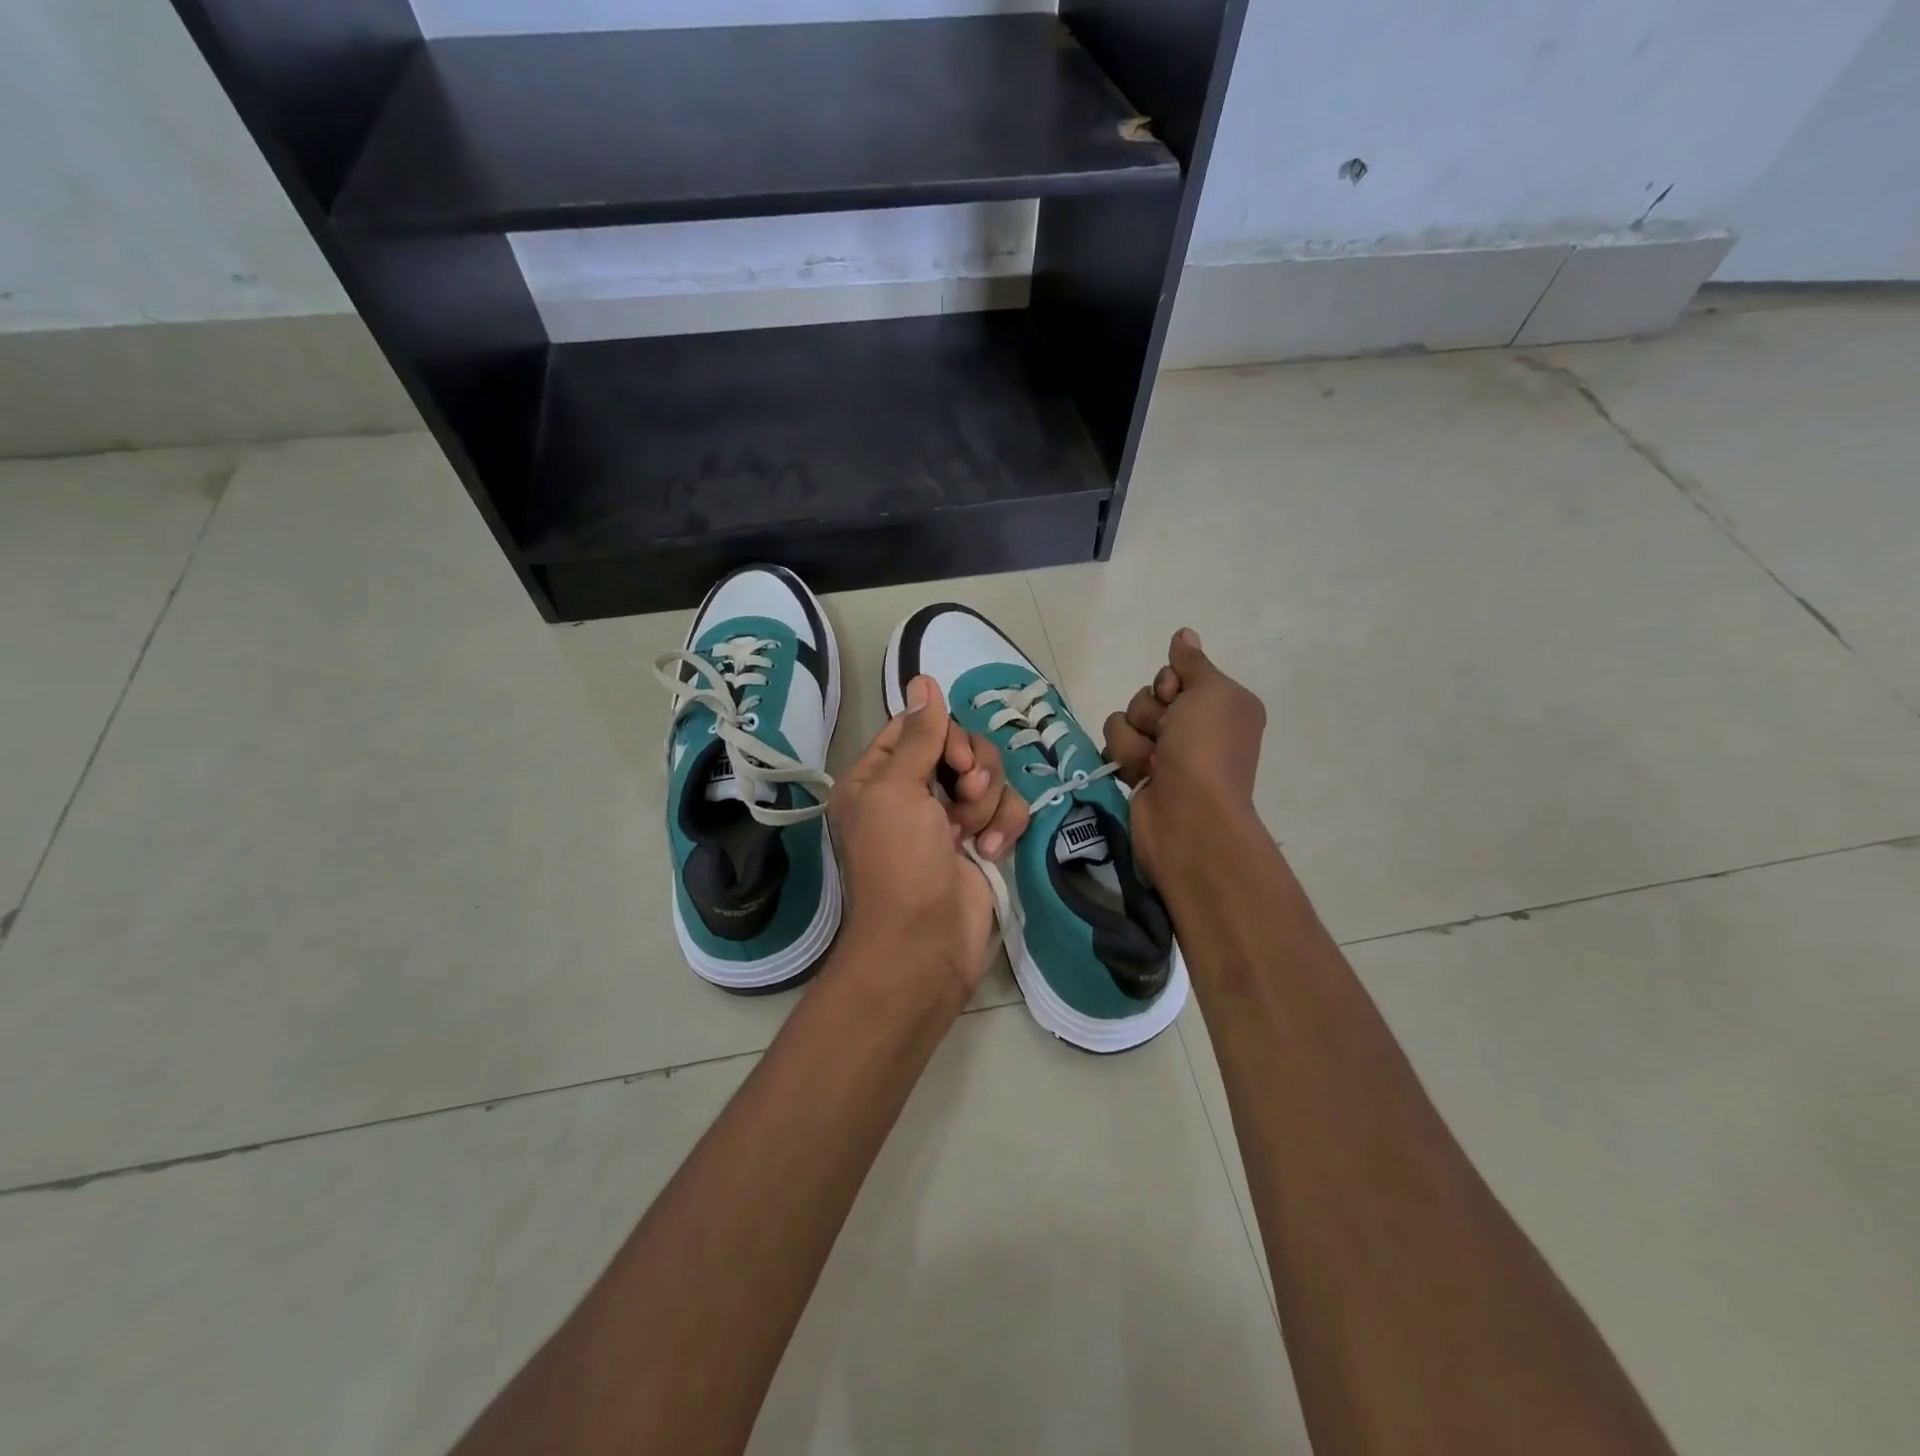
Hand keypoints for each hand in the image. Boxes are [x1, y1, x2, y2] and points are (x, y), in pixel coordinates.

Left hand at [830, 676, 1030, 999]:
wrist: (926, 944)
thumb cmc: (899, 862)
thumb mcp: (897, 789)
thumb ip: (919, 734)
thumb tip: (922, 678)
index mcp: (878, 777)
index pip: (918, 727)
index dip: (944, 733)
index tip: (953, 758)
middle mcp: (911, 793)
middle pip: (959, 747)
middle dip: (971, 768)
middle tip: (966, 793)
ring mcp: (948, 819)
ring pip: (989, 777)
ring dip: (986, 802)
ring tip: (972, 834)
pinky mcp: (981, 841)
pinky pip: (1007, 809)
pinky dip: (1004, 826)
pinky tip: (991, 851)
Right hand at [1103, 629, 1266, 882]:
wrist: (1188, 815)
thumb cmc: (1206, 748)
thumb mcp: (1211, 692)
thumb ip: (1192, 662)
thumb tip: (1184, 633)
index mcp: (1219, 704)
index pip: (1174, 673)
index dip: (1168, 683)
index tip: (1176, 698)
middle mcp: (1193, 726)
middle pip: (1147, 695)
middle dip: (1150, 713)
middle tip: (1168, 736)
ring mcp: (1164, 752)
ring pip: (1124, 719)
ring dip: (1135, 738)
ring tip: (1153, 763)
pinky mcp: (1138, 772)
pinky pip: (1115, 745)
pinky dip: (1125, 758)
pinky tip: (1140, 775)